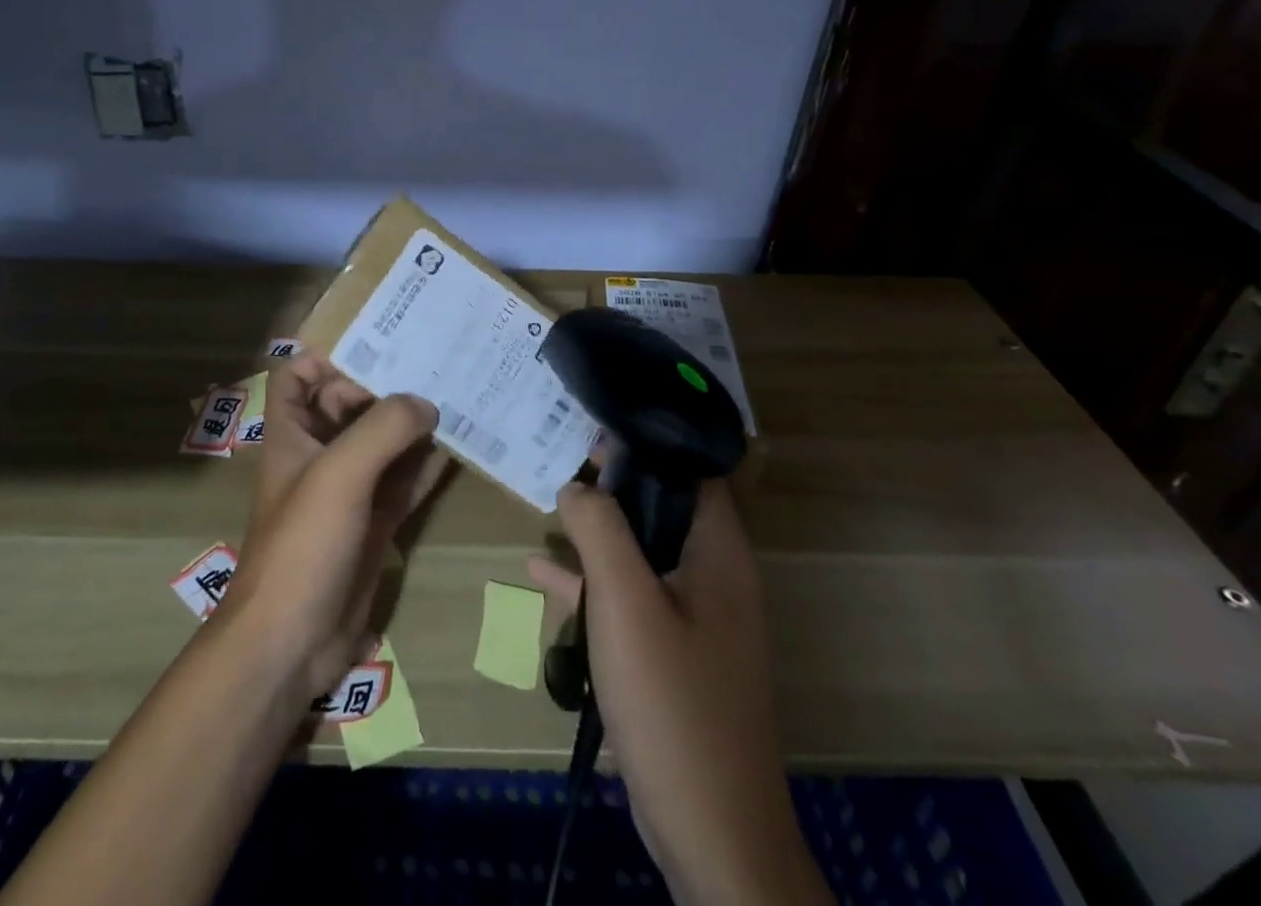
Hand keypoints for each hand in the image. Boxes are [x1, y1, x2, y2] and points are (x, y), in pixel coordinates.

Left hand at [222, 354, 450, 697]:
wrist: (292, 644)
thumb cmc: (303, 545)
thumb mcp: (339, 474)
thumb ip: (383, 428)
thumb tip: (426, 403)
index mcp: (294, 433)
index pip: (299, 374)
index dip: (328, 353)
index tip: (379, 339)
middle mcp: (321, 452)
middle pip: (351, 401)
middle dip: (389, 380)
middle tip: (438, 358)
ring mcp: (351, 488)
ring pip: (384, 439)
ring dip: (415, 420)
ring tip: (459, 390)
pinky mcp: (376, 520)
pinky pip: (405, 478)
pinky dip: (429, 462)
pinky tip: (461, 445)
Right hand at [530, 481, 830, 905]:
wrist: (711, 835)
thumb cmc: (672, 703)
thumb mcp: (626, 603)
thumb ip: (600, 530)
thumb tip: (578, 483)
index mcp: (718, 553)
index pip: (690, 470)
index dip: (646, 441)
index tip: (594, 424)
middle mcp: (715, 577)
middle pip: (663, 508)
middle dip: (613, 483)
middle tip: (561, 453)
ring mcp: (697, 621)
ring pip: (643, 554)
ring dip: (599, 533)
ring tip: (547, 502)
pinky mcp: (676, 658)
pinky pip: (632, 602)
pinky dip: (594, 586)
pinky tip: (543, 577)